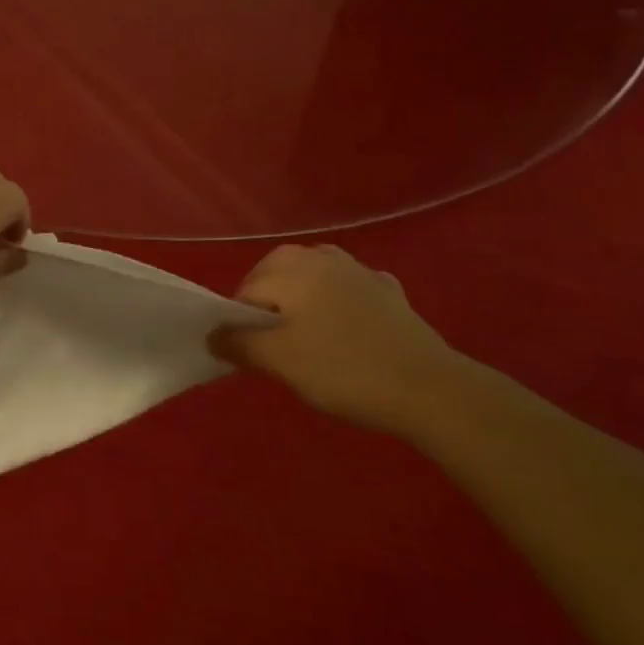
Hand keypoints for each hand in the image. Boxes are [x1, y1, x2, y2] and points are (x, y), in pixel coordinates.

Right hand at [214, 244, 458, 437]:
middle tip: (278, 351)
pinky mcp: (389, 291)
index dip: (241, 325)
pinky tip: (347, 331)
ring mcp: (359, 270)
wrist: (430, 388)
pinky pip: (349, 291)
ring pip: (313, 279)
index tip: (253, 356)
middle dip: (270, 309)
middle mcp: (321, 256)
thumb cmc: (342, 370)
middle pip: (277, 278)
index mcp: (290, 267)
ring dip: (303, 302)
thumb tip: (213, 334)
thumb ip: (238, 344)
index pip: (245, 291)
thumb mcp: (279, 362)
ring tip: (308, 339)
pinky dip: (339, 305)